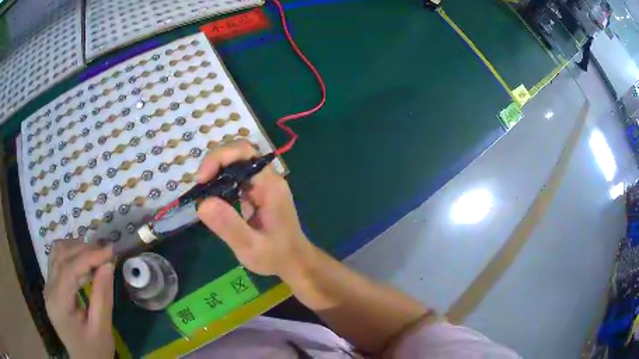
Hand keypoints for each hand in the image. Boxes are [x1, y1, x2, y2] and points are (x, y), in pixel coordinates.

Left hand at [44, 240, 114, 358]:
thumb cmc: (95, 351)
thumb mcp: (102, 330)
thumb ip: (103, 298)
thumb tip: (108, 265)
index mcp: (58, 304)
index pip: (69, 270)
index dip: (89, 256)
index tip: (110, 251)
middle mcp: (49, 290)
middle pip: (60, 256)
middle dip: (83, 249)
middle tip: (106, 251)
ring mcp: (48, 287)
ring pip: (57, 254)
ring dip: (76, 248)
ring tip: (96, 254)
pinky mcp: (52, 287)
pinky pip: (58, 262)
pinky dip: (72, 256)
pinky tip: (85, 263)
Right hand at [196, 140, 314, 276]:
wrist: (294, 262)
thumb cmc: (276, 256)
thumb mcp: (250, 247)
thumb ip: (229, 226)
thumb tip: (203, 202)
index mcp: (270, 185)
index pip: (244, 152)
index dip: (220, 158)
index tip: (202, 179)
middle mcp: (267, 178)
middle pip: (239, 153)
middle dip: (215, 163)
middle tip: (199, 186)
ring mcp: (263, 184)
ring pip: (236, 163)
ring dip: (216, 171)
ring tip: (202, 192)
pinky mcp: (257, 192)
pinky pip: (236, 177)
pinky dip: (221, 182)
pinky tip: (212, 198)